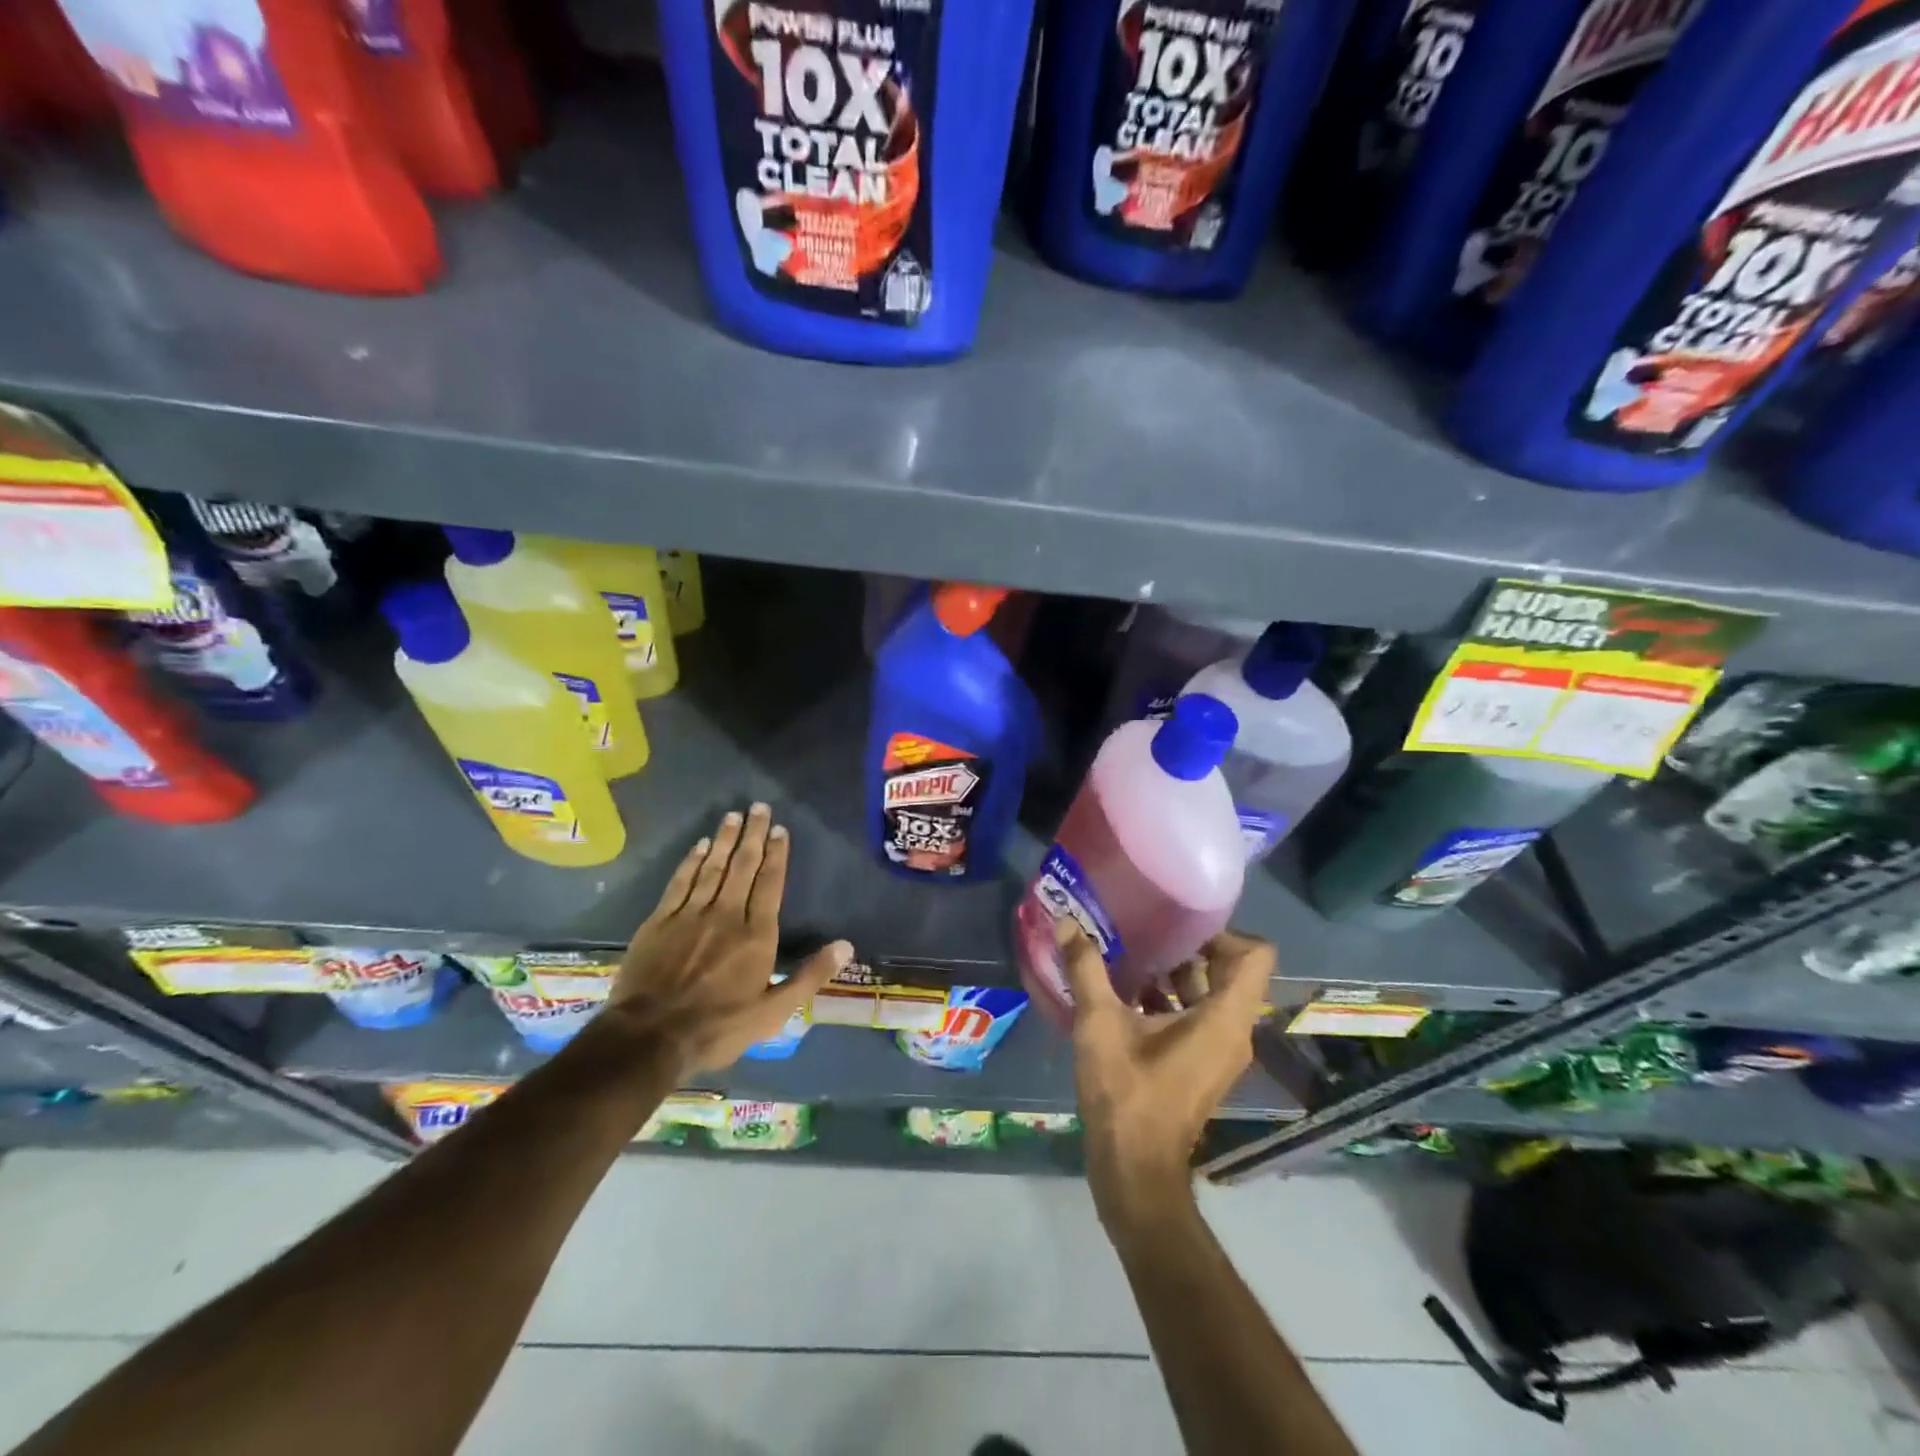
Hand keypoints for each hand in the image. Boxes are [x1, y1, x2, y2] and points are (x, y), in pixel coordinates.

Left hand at [602, 803, 851, 1077]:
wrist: (649, 1037)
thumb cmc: (718, 1027)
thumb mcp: (773, 1012)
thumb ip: (809, 976)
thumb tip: (846, 946)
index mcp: (756, 935)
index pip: (770, 884)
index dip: (777, 855)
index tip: (780, 830)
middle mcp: (726, 915)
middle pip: (742, 866)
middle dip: (753, 835)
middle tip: (759, 807)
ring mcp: (690, 915)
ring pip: (711, 868)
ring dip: (723, 840)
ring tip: (733, 816)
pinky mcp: (660, 921)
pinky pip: (680, 882)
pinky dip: (690, 862)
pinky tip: (698, 847)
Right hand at [1056, 918, 1272, 1226]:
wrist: (1134, 1170)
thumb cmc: (1127, 1094)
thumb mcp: (1099, 1025)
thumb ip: (1085, 969)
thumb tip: (1066, 923)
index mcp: (1224, 1018)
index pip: (1255, 956)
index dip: (1224, 932)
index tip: (1179, 923)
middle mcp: (1233, 1032)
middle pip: (1232, 971)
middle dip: (1192, 947)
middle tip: (1150, 928)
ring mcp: (1219, 1052)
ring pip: (1212, 995)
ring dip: (1177, 973)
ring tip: (1134, 953)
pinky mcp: (1201, 1066)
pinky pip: (1198, 1018)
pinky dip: (1171, 1000)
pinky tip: (1126, 992)